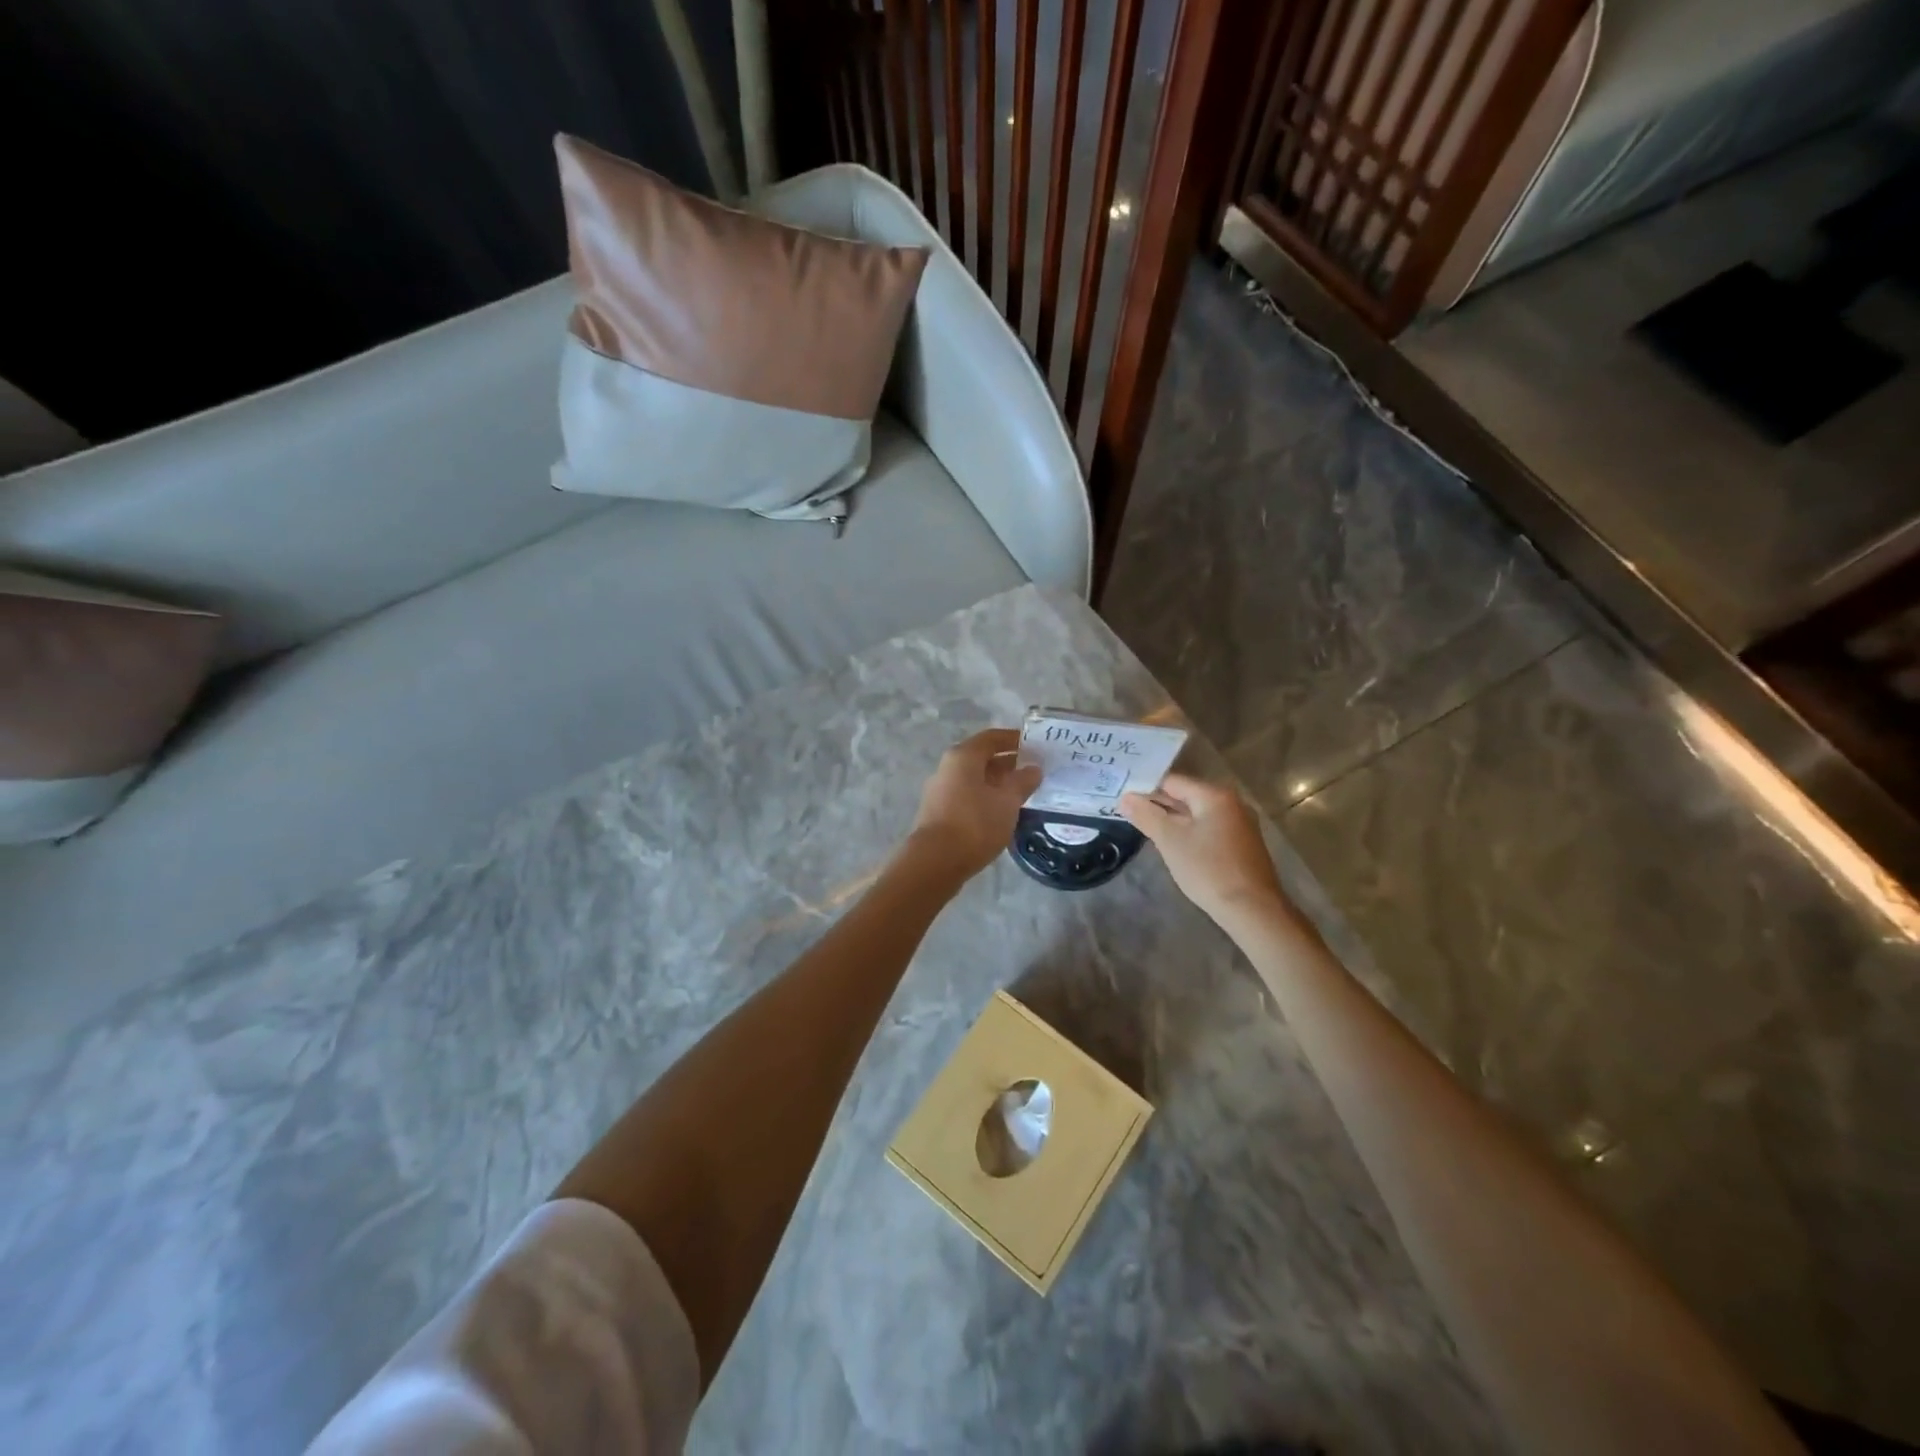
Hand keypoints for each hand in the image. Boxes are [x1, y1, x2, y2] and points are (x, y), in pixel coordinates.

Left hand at [904, 728, 1041, 880]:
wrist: (936, 861)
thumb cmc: (975, 823)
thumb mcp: (1007, 802)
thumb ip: (1022, 782)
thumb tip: (1034, 769)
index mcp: (963, 757)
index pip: (992, 738)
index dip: (1014, 739)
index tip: (1035, 744)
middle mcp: (948, 768)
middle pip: (982, 758)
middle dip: (1008, 762)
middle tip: (1034, 770)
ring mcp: (941, 791)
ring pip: (975, 779)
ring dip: (998, 782)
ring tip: (1023, 793)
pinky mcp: (939, 812)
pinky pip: (968, 796)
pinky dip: (987, 798)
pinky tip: (1002, 812)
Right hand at [1120, 773, 1286, 925]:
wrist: (1252, 910)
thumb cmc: (1208, 870)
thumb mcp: (1170, 841)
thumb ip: (1146, 816)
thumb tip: (1125, 798)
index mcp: (1215, 796)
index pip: (1172, 781)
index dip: (1146, 788)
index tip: (1123, 797)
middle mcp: (1231, 803)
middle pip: (1186, 796)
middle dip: (1158, 804)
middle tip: (1128, 811)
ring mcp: (1240, 824)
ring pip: (1197, 814)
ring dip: (1172, 820)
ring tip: (1145, 827)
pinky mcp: (1242, 844)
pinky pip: (1209, 828)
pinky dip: (1189, 832)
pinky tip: (1174, 844)